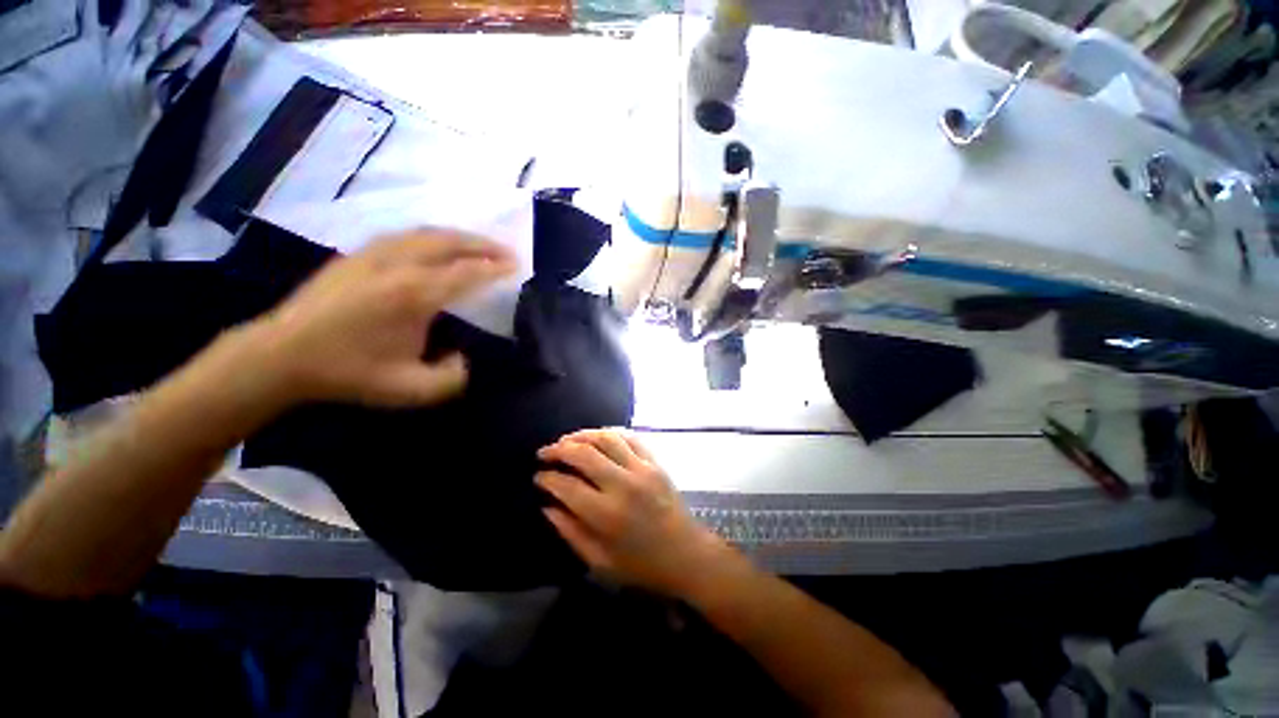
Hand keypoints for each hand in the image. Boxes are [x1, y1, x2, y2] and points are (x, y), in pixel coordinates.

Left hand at [249, 229, 515, 407]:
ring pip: (425, 233)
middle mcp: (398, 266)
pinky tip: (435, 246)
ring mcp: (374, 255)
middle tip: (506, 251)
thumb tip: (463, 357)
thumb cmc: (348, 372)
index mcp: (414, 295)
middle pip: (449, 242)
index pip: (466, 273)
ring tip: (478, 245)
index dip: (495, 268)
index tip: (517, 265)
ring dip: (458, 237)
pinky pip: (404, 236)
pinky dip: (431, 237)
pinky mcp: (357, 255)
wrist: (281, 355)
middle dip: (483, 244)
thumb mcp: (410, 390)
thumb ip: (452, 378)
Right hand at [536, 429, 728, 596]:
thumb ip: (570, 532)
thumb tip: (547, 506)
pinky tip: (597, 436)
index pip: (567, 486)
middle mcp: (623, 485)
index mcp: (606, 515)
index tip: (539, 476)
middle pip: (584, 454)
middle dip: (559, 449)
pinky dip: (610, 433)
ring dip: (582, 435)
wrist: (686, 554)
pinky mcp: (655, 462)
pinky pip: (629, 437)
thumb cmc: (641, 565)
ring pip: (606, 438)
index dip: (548, 478)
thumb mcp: (599, 561)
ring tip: (567, 440)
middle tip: (546, 452)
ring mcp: (642, 469)